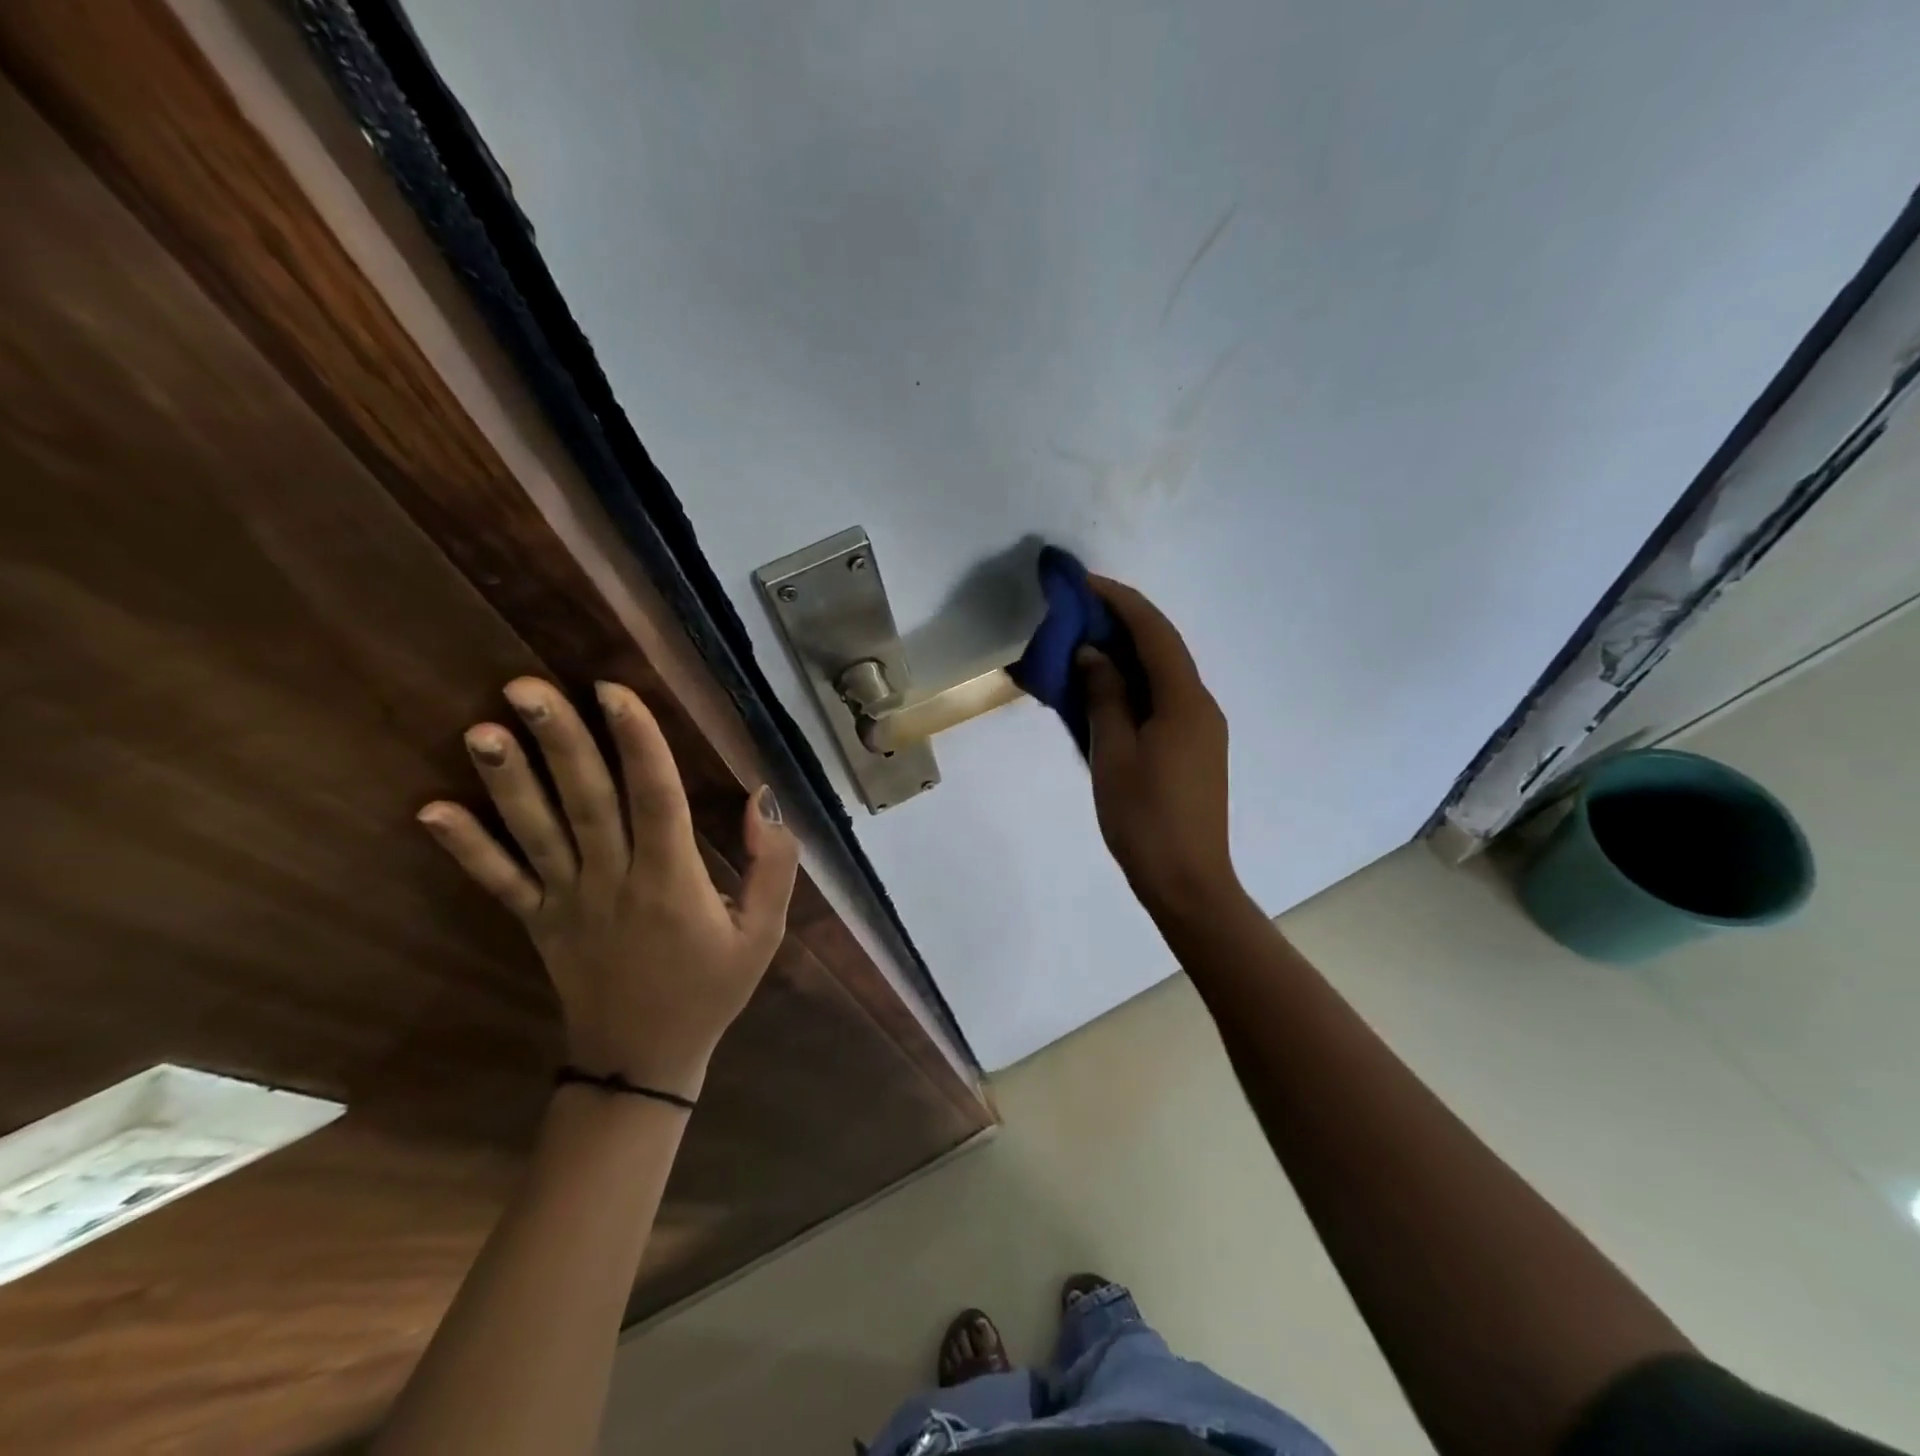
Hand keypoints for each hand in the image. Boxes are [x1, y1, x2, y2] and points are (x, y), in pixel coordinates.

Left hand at [416, 678, 798, 1100]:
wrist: (643, 1061)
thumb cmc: (711, 989)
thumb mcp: (764, 933)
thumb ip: (773, 866)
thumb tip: (761, 799)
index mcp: (672, 881)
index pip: (655, 798)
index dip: (637, 742)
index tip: (613, 689)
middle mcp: (614, 882)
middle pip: (587, 801)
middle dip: (560, 741)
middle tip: (525, 687)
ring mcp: (567, 902)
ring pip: (538, 832)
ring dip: (508, 780)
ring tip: (480, 729)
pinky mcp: (538, 922)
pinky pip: (499, 881)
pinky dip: (466, 847)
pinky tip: (431, 809)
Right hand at [1079, 578, 1237, 920]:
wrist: (1187, 881)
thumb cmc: (1144, 818)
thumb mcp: (1113, 754)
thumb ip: (1105, 696)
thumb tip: (1094, 654)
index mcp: (1184, 700)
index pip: (1153, 631)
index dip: (1119, 601)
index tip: (1083, 584)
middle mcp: (1201, 705)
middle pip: (1162, 648)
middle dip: (1121, 623)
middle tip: (1076, 614)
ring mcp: (1202, 728)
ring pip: (1163, 675)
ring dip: (1127, 655)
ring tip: (1084, 647)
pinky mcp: (1195, 749)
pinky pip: (1163, 700)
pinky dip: (1134, 686)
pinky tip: (1105, 691)